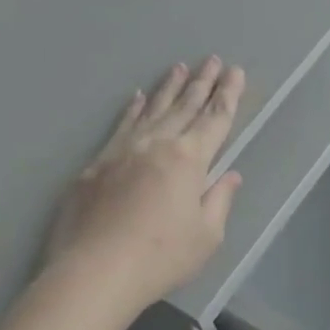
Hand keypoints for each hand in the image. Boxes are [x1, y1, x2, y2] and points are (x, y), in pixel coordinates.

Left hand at [43, 57, 245, 316]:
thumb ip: (219, 200)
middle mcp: (158, 143)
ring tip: (179, 67)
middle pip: (185, 106)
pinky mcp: (97, 163)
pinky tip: (136, 98)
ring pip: (152, 109)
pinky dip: (132, 109)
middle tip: (212, 59)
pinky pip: (121, 125)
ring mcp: (124, 150)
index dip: (228, 94)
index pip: (215, 118)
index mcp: (190, 159)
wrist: (94, 271)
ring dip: (168, 87)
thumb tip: (230, 175)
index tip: (235, 71)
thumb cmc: (160, 257)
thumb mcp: (206, 236)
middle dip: (202, 82)